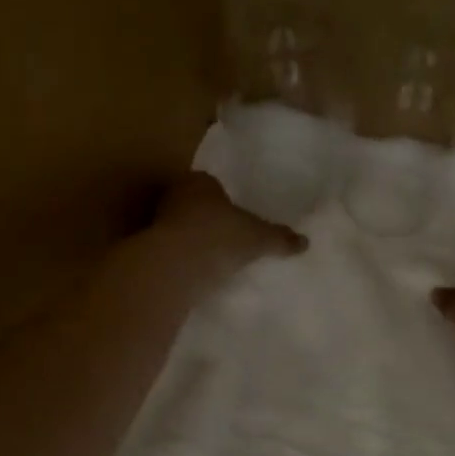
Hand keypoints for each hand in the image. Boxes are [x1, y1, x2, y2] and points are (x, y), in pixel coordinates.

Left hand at [153, 172, 306, 283]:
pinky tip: (197, 273)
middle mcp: (174, 196)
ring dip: (192, 240)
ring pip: (179, 227)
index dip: (222, 198)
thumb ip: (280, 238)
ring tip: (213, 258)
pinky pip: (171, 251)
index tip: (234, 215)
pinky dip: (182, 259)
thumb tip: (306, 242)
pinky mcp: (149, 249)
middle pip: (193, 204)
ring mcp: (157, 222)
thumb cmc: (221, 237)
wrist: (177, 266)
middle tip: (225, 236)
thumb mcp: (259, 238)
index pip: (210, 183)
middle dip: (206, 218)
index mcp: (199, 182)